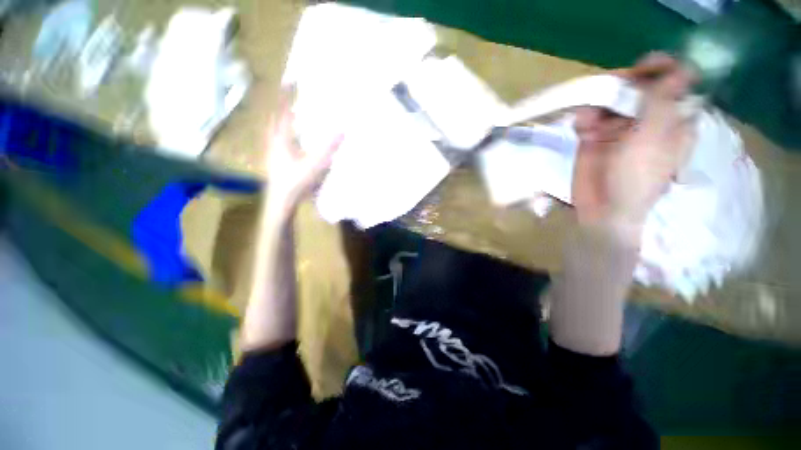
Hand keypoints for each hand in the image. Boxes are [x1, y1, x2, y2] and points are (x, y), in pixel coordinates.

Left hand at [264, 86, 342, 214]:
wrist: (280, 201)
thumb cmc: (296, 181)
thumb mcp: (315, 164)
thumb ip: (329, 148)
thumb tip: (342, 130)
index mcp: (281, 139)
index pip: (282, 112)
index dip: (286, 95)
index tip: (290, 80)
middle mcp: (272, 142)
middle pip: (273, 118)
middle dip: (279, 105)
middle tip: (286, 96)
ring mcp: (270, 152)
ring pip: (271, 130)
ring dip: (278, 119)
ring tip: (287, 114)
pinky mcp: (273, 161)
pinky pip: (274, 140)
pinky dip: (279, 134)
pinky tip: (287, 140)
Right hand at [572, 53, 695, 233]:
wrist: (603, 207)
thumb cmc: (637, 177)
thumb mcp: (654, 138)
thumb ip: (663, 102)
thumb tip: (680, 67)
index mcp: (671, 118)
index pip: (673, 82)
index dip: (662, 68)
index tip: (645, 66)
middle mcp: (646, 118)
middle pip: (637, 85)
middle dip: (623, 83)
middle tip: (610, 90)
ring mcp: (618, 127)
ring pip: (609, 98)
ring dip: (598, 102)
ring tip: (589, 119)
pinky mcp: (593, 136)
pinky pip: (588, 116)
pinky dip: (583, 118)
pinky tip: (581, 128)